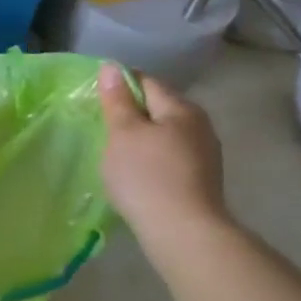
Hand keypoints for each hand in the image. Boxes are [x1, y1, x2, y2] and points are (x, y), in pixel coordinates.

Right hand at [98, 66, 228, 239]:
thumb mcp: (123, 133)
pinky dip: (152, 158)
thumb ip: (117, 100)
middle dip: (131, 114)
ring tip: (117, 153)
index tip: (96, 101)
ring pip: (164, 134)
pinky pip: (170, 156)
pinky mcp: (201, 179)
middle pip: (158, 108)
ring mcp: (204, 154)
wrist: (184, 233)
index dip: (119, 86)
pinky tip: (137, 174)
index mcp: (181, 108)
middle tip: (102, 128)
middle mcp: (199, 125)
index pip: (145, 82)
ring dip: (142, 138)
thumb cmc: (147, 176)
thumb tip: (112, 67)